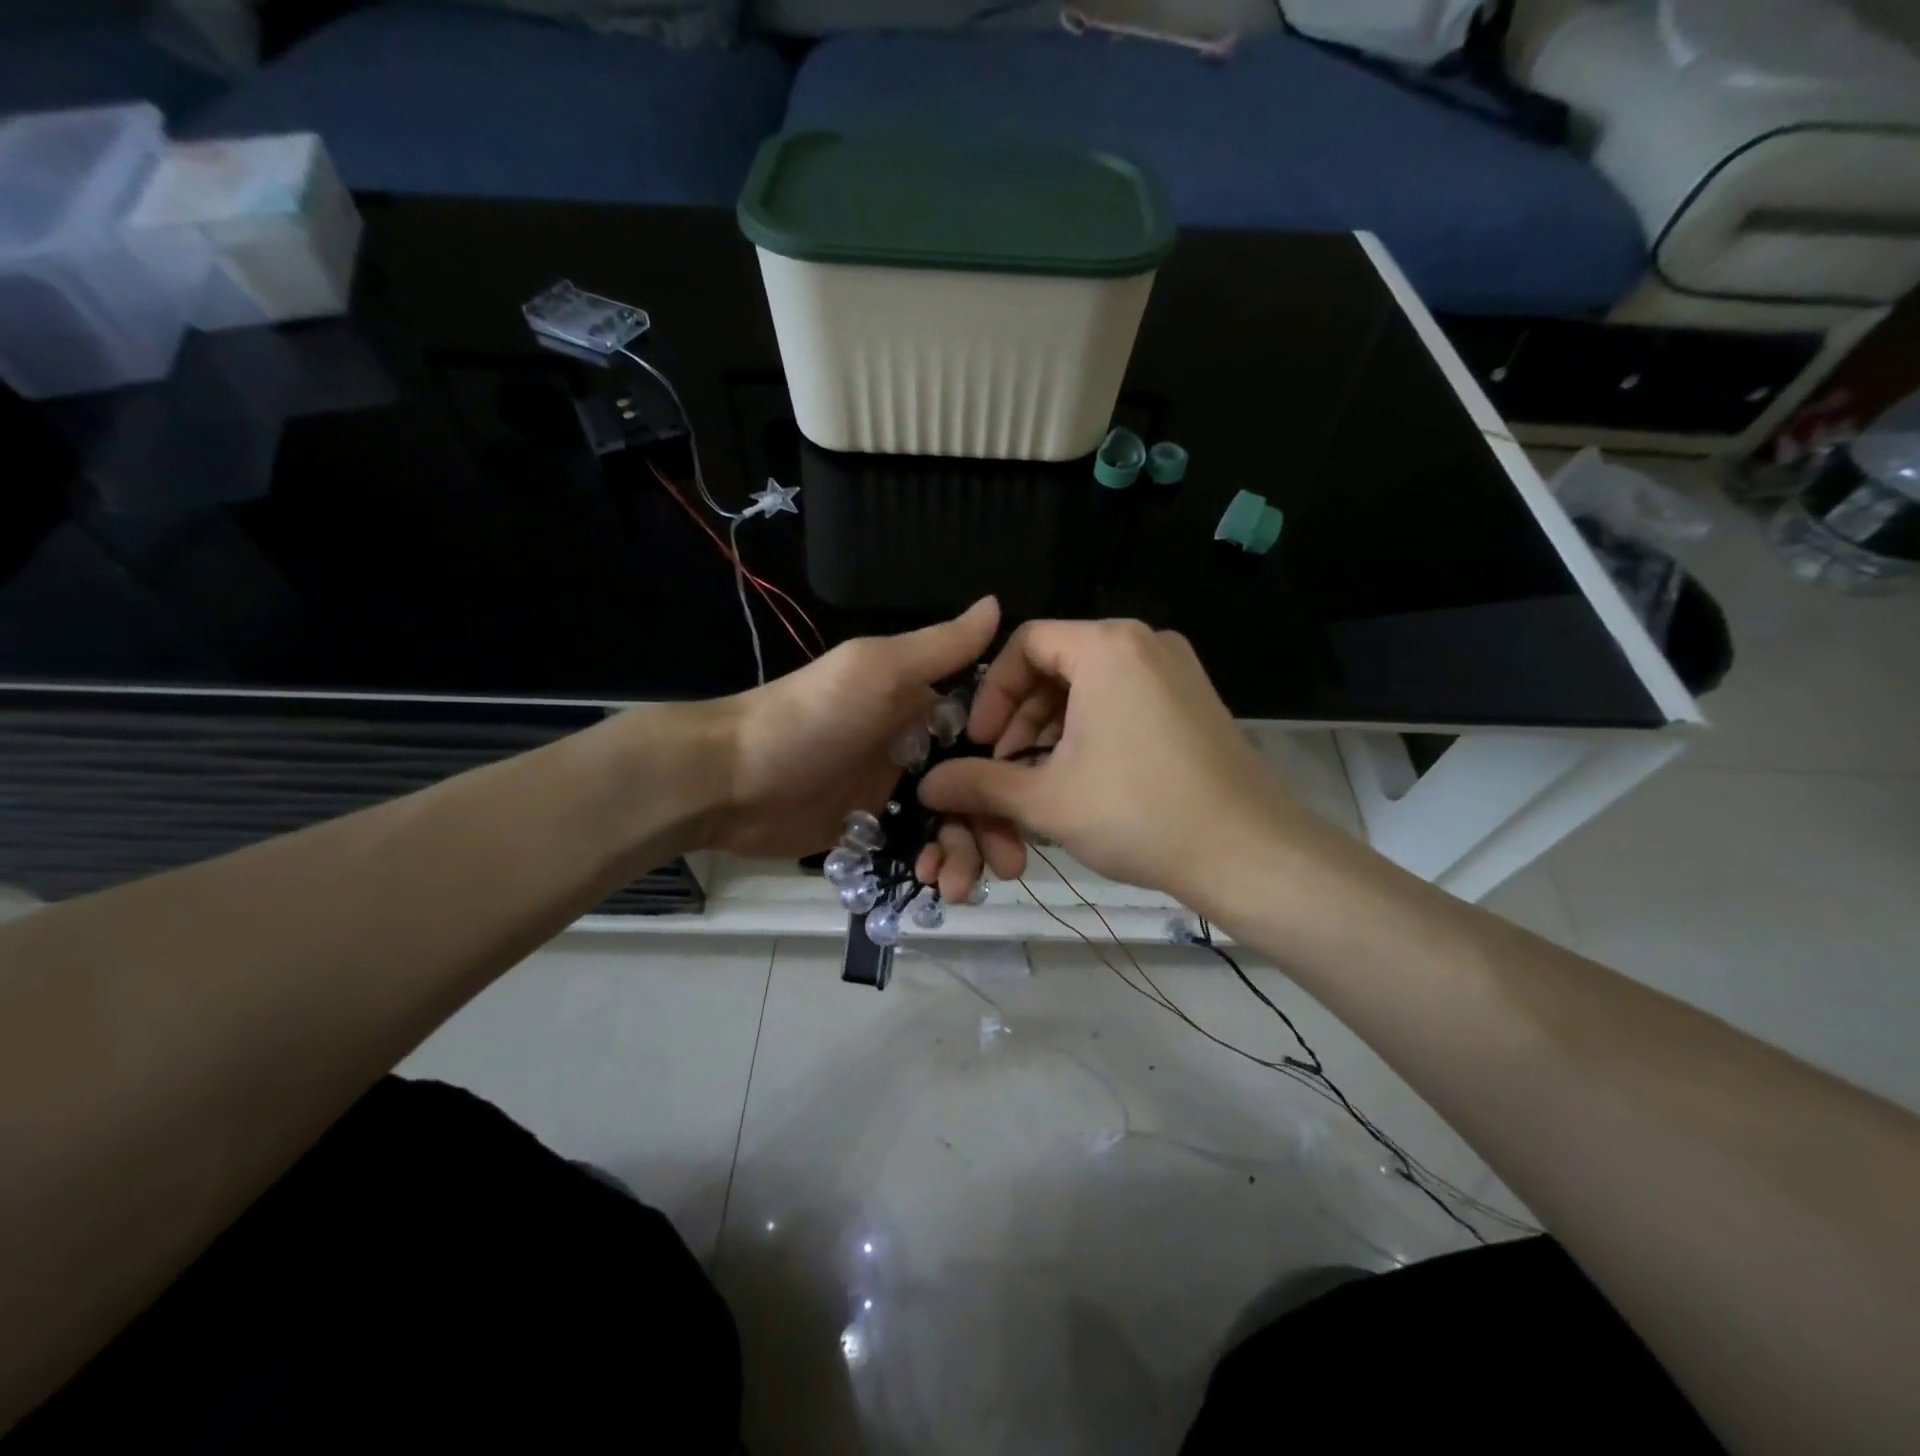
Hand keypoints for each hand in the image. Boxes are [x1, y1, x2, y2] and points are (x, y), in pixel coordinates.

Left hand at [698, 597, 1002, 859]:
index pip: (988, 737)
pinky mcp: (868, 831)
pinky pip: (914, 851)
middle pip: (974, 789)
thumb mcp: (878, 670)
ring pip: (948, 826)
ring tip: (960, 888)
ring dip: (964, 856)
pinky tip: (931, 884)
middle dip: (994, 826)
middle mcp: (914, 748)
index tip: (1037, 799)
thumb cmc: (811, 717)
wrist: (730, 778)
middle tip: (1010, 865)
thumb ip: (942, 647)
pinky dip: (930, 868)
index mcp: (922, 706)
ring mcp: (890, 794)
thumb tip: (999, 601)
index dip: (1013, 768)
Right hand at [917, 619, 1312, 902]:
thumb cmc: (1138, 814)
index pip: (1025, 643)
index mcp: (1107, 646)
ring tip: (1036, 780)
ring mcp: (1176, 670)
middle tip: (1002, 768)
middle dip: (1019, 718)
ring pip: (1090, 686)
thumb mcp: (1046, 799)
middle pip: (1057, 663)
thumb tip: (926, 785)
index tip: (979, 743)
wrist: (1248, 853)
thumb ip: (979, 784)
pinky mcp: (1193, 700)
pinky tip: (1079, 778)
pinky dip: (1090, 730)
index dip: (991, 692)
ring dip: (1051, 729)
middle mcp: (1144, 642)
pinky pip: (1123, 699)